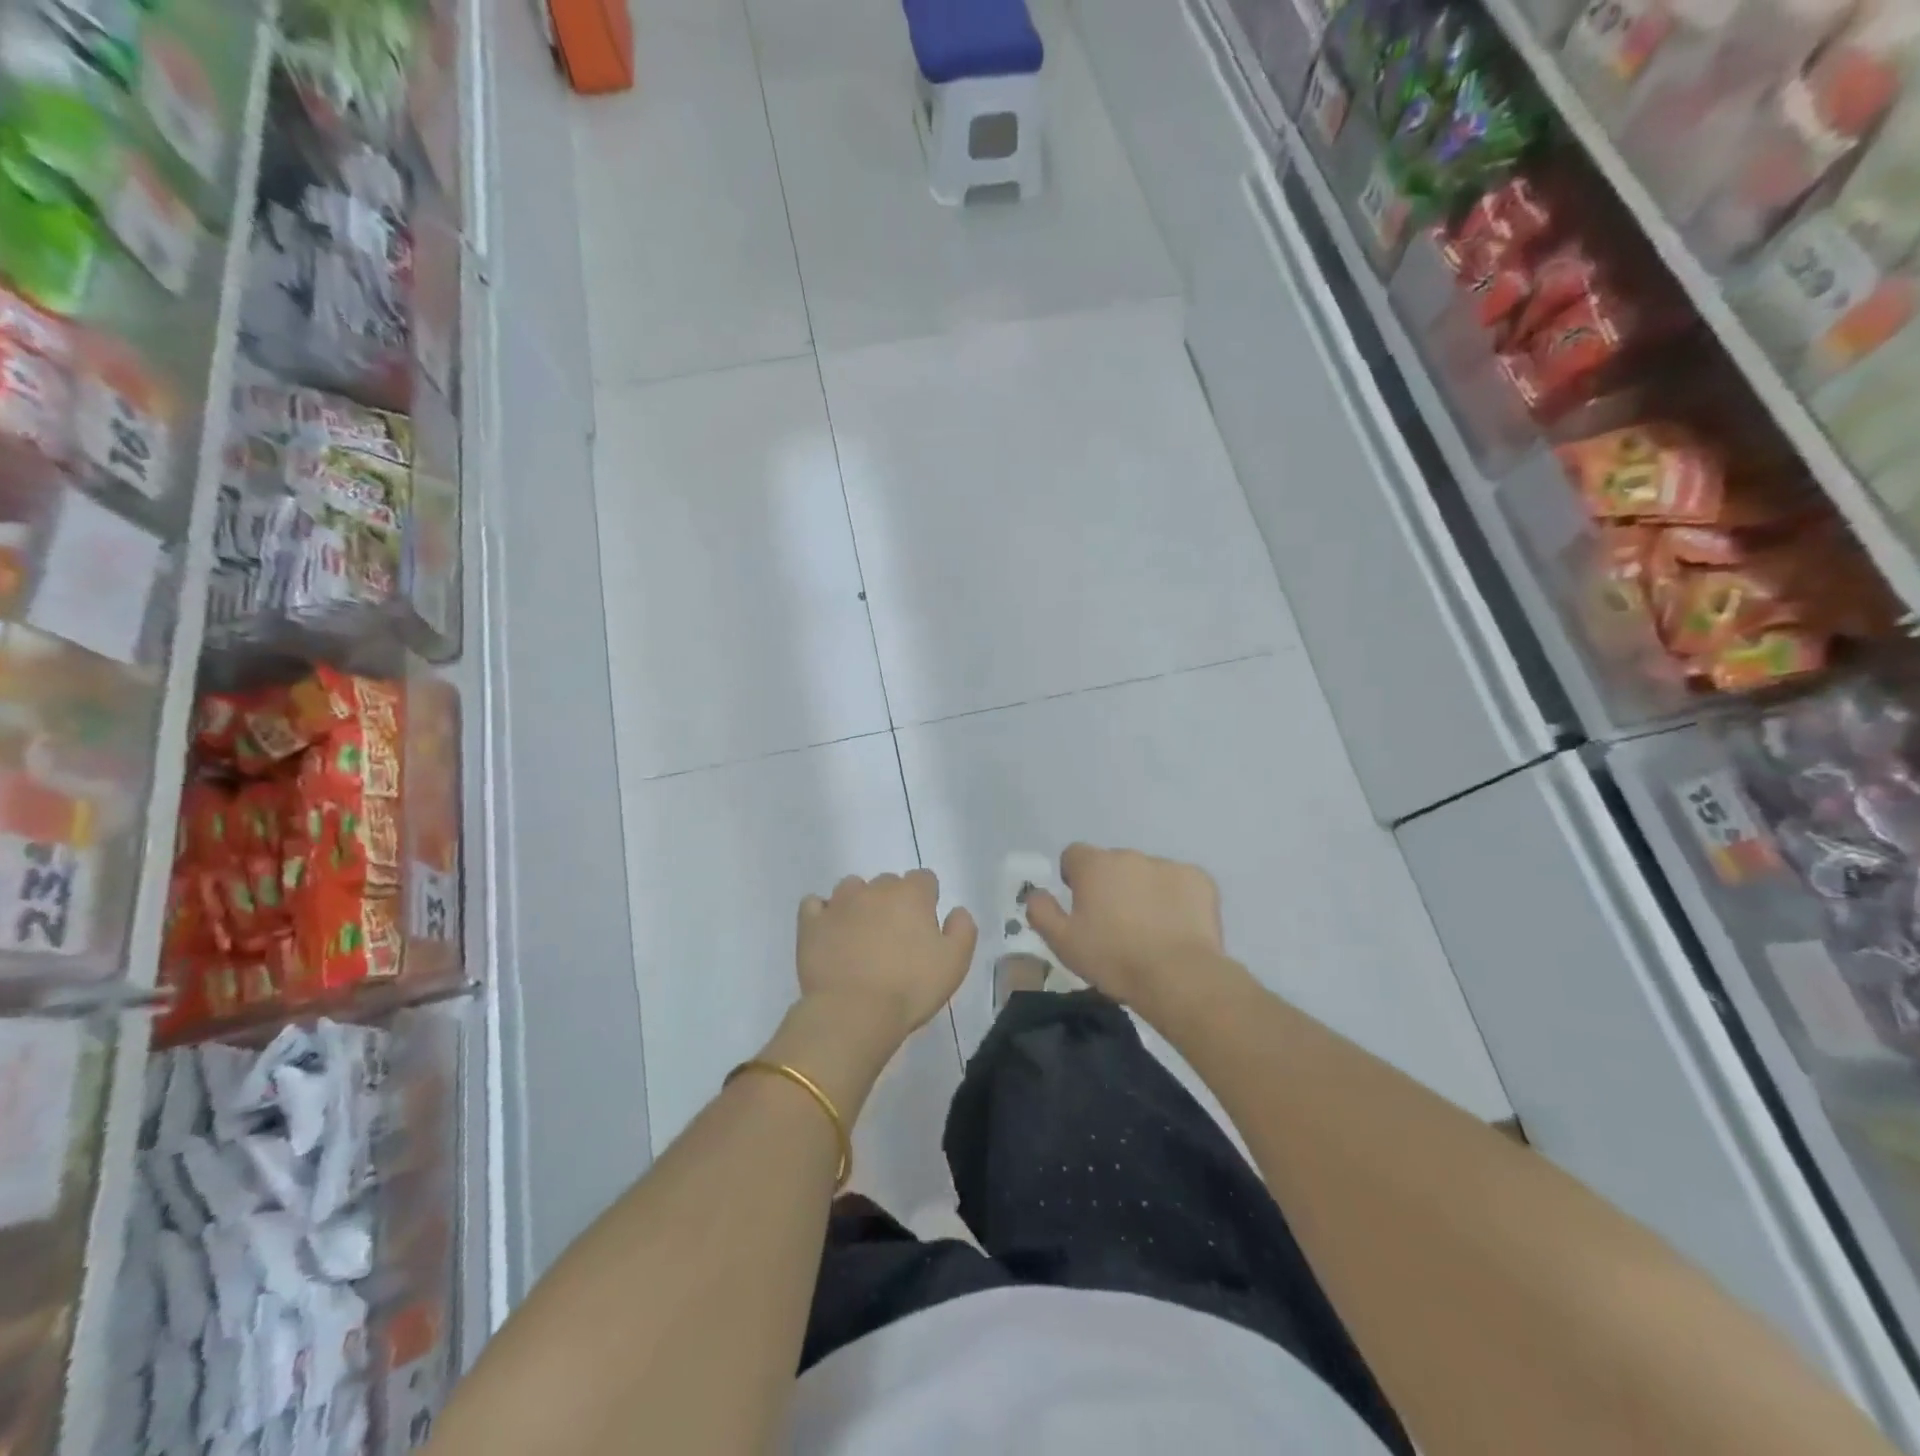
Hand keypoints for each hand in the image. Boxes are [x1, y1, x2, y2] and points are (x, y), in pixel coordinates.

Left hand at [796, 870, 976, 1049]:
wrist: (854, 1013)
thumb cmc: (910, 988)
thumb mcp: (955, 963)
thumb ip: (962, 929)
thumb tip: (956, 910)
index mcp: (911, 895)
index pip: (924, 879)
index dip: (926, 900)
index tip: (924, 927)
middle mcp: (875, 889)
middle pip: (888, 883)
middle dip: (893, 902)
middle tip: (894, 938)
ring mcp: (839, 903)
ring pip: (852, 888)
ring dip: (858, 903)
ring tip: (860, 935)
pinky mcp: (811, 922)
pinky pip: (814, 904)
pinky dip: (822, 913)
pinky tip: (828, 932)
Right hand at [1026, 845, 1224, 1012]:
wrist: (1178, 976)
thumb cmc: (1113, 958)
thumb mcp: (1062, 942)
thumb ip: (1041, 911)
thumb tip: (1036, 893)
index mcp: (1094, 865)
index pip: (1074, 855)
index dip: (1074, 878)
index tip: (1081, 905)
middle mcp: (1129, 856)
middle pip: (1113, 864)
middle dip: (1112, 886)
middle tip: (1116, 925)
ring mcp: (1168, 865)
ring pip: (1147, 874)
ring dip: (1143, 891)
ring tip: (1150, 931)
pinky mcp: (1200, 879)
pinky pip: (1180, 884)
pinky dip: (1176, 899)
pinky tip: (1177, 928)